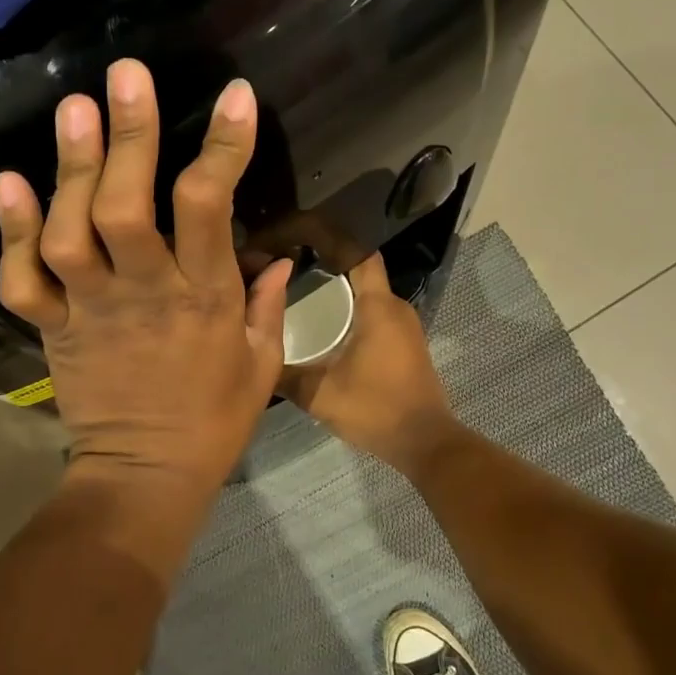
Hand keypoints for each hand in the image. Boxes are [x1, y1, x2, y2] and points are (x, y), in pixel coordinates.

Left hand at [0, 59, 292, 525]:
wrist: (147, 474)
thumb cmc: (214, 420)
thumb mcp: (261, 364)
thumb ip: (269, 304)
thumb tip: (278, 256)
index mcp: (204, 298)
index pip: (212, 209)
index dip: (223, 148)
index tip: (235, 97)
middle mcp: (144, 293)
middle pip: (127, 208)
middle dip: (130, 137)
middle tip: (126, 76)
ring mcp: (91, 310)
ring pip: (72, 234)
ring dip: (70, 170)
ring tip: (73, 110)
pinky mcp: (53, 329)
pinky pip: (24, 281)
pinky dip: (12, 233)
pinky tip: (9, 181)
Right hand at [281, 254, 458, 475]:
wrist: (424, 443)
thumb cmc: (375, 409)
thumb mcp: (319, 394)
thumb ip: (284, 374)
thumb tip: (251, 356)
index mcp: (378, 306)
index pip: (356, 252)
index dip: (328, 236)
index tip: (296, 232)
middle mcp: (395, 307)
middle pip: (358, 269)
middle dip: (323, 261)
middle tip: (284, 263)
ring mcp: (404, 326)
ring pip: (366, 292)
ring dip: (336, 288)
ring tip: (295, 289)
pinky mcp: (404, 344)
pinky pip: (373, 312)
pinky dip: (349, 309)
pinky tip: (323, 323)